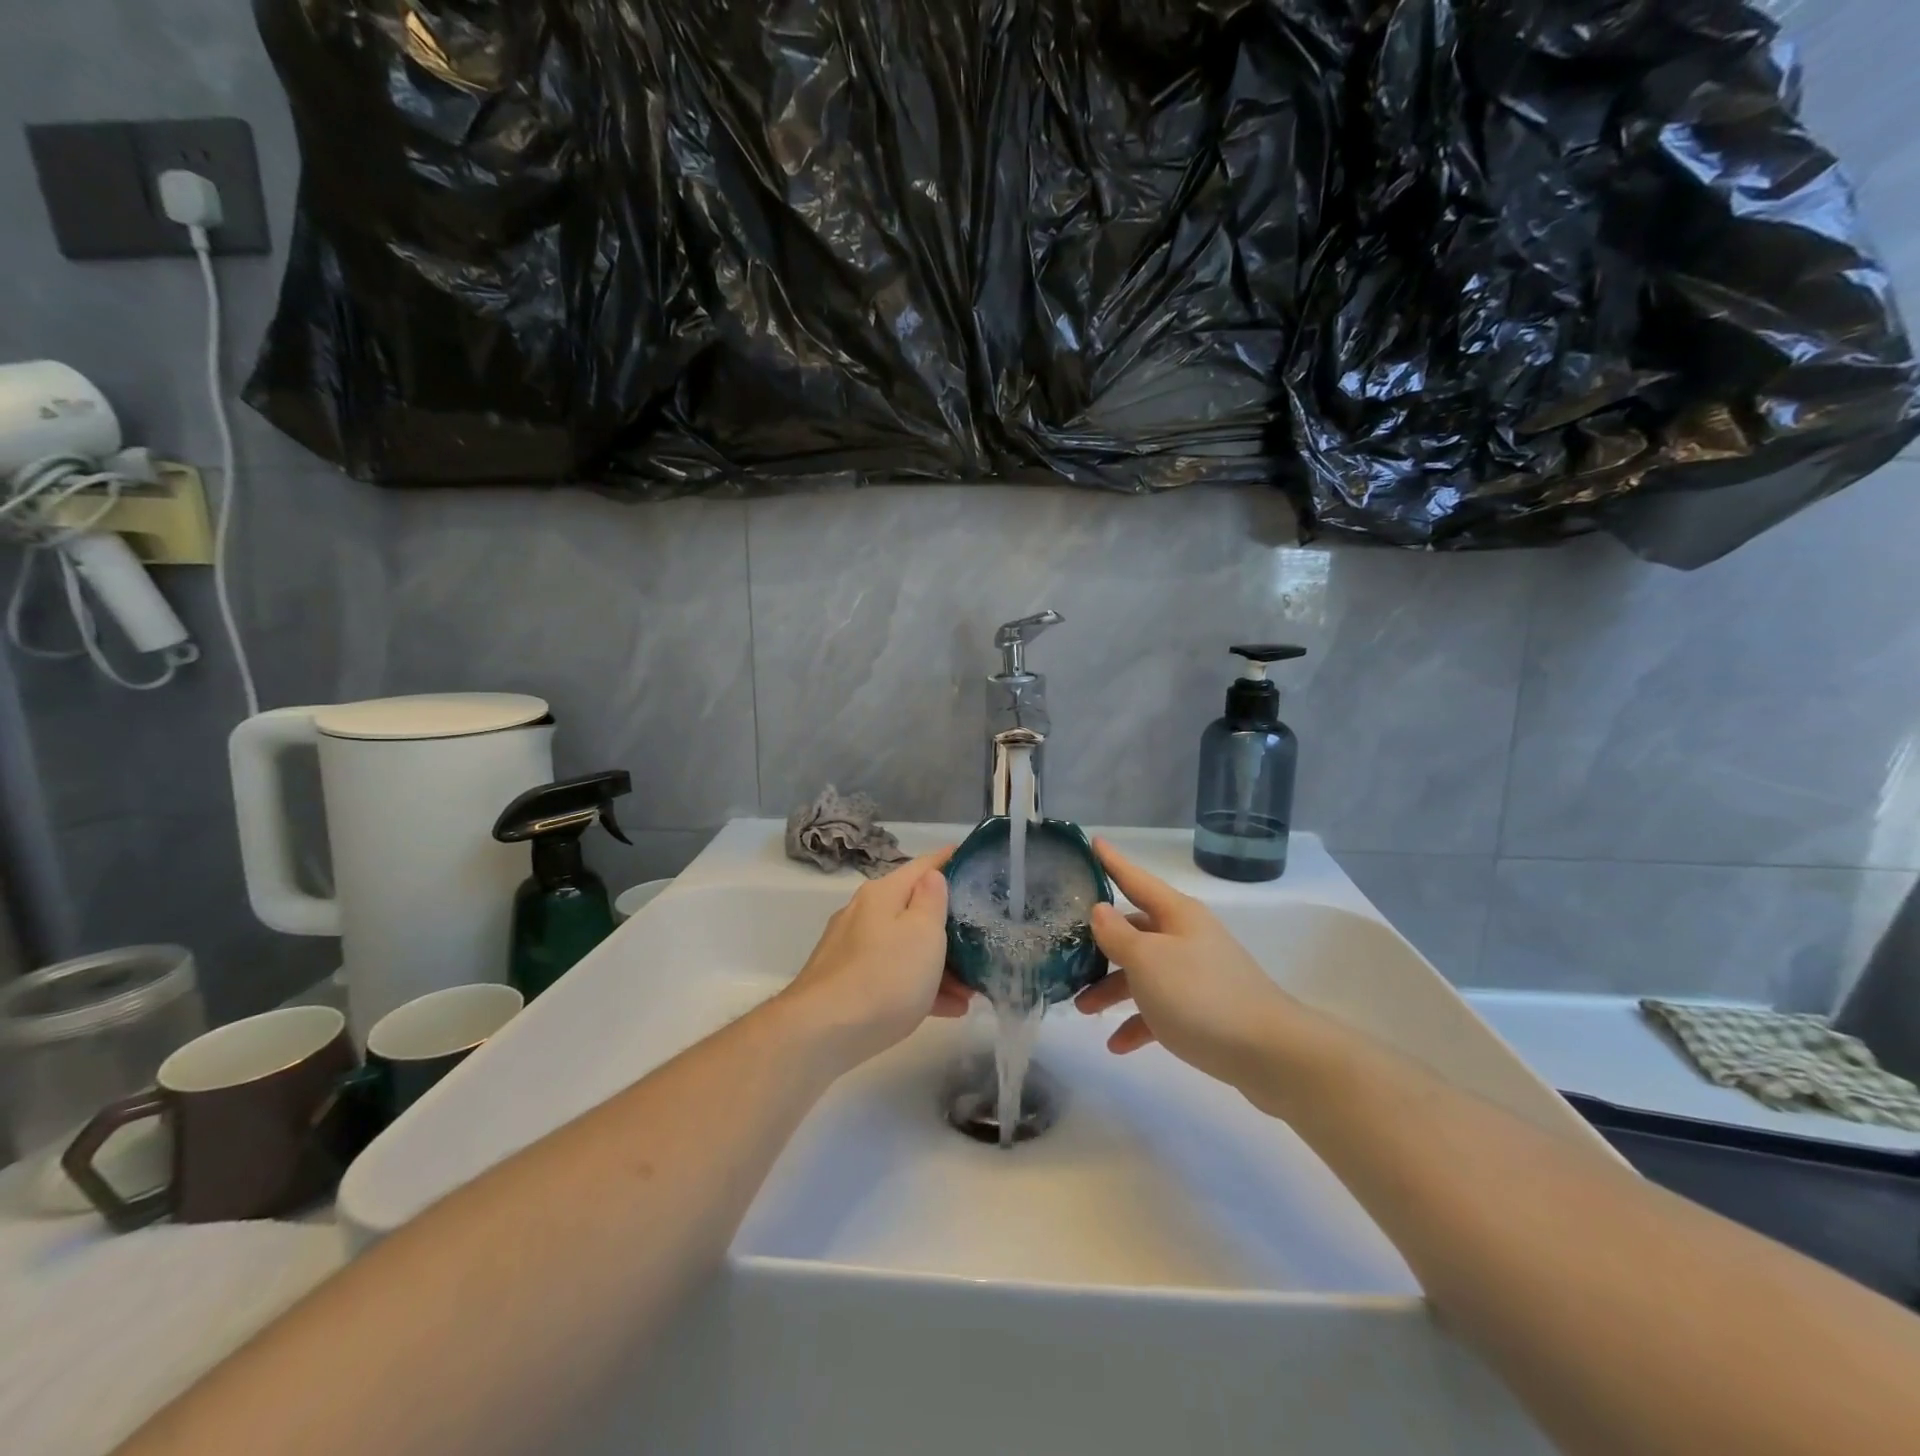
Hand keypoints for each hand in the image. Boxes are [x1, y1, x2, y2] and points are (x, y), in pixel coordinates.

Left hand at [779, 850, 969, 1068]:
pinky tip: (947, 1009)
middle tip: (984, 941)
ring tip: (971, 990)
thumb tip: (932, 877)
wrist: (821, 1033)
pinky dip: (919, 986)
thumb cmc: (884, 976)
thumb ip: (932, 901)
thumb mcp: (923, 933)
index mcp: (882, 894)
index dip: (950, 860)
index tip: (975, 860)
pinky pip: (892, 975)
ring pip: (905, 947)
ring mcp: (853, 950)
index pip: (923, 865)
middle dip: (950, 926)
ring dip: (940, 964)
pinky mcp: (847, 983)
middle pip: (914, 909)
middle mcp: (864, 914)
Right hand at [1074, 839, 1306, 1099]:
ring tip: (1083, 1009)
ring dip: (1112, 989)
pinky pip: (1161, 1008)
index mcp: (1176, 915)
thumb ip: (1118, 935)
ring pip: (1143, 972)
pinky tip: (1118, 1044)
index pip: (1134, 878)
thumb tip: (1100, 909)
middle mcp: (1187, 937)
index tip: (1092, 841)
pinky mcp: (1205, 1010)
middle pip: (1135, 930)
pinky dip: (1138, 1022)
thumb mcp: (1147, 961)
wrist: (1270, 1053)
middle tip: (1067, 955)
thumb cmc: (1201, 996)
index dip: (1111, 861)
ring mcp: (1198, 973)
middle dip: (1100, 945)